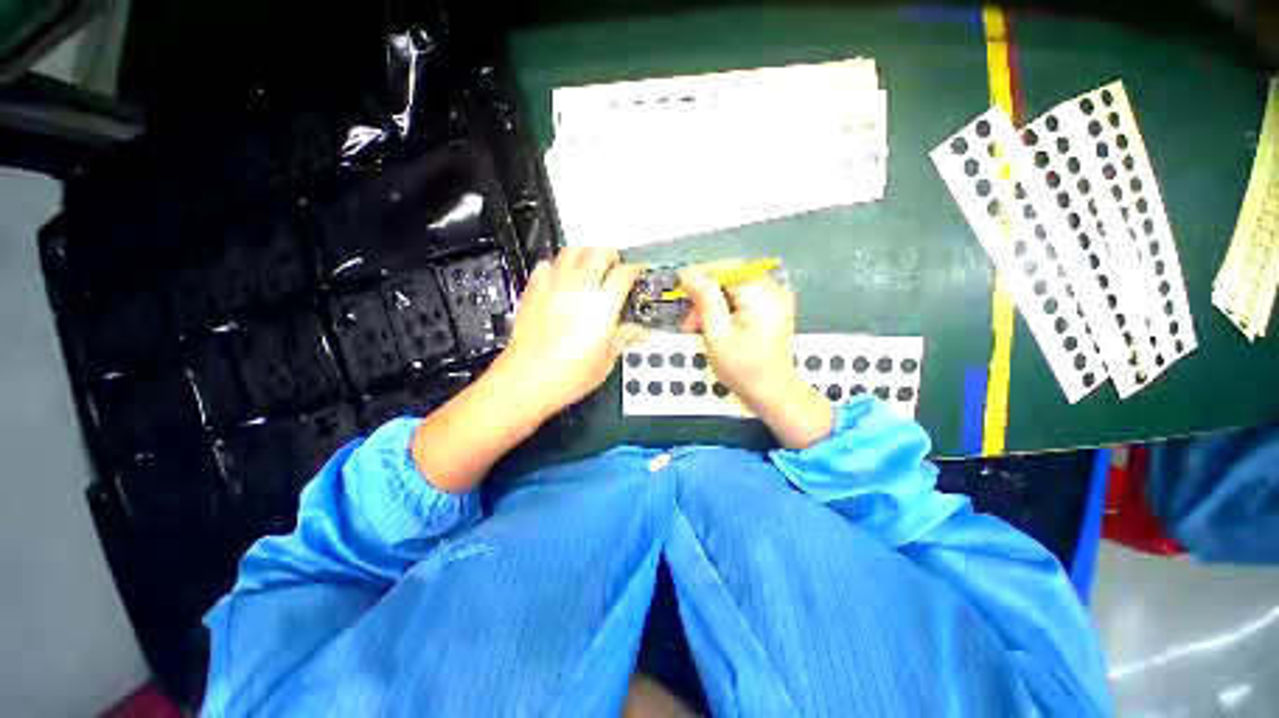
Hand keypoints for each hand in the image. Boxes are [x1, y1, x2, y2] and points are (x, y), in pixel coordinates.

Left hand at [491, 247, 646, 419]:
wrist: (527, 379)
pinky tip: (559, 278)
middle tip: (614, 266)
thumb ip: (624, 338)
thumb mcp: (606, 359)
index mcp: (603, 304)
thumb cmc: (568, 374)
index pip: (624, 273)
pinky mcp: (533, 292)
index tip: (635, 273)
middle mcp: (579, 288)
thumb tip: (639, 334)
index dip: (634, 270)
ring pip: (570, 252)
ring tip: (589, 264)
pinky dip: (555, 267)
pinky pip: (545, 266)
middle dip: (611, 256)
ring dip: (584, 254)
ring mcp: (553, 287)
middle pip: (598, 253)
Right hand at [679, 268, 832, 448]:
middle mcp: (772, 289)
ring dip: (712, 305)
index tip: (680, 292)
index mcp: (761, 294)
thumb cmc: (743, 369)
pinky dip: (724, 310)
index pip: (725, 269)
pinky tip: (714, 327)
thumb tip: (689, 273)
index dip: (700, 277)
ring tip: (697, 329)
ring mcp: (774, 299)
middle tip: (689, 323)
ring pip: (732, 289)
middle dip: (705, 297)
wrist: (772, 393)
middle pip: (729, 278)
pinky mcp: (771, 309)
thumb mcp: (717, 335)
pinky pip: (741, 299)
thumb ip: (705, 301)